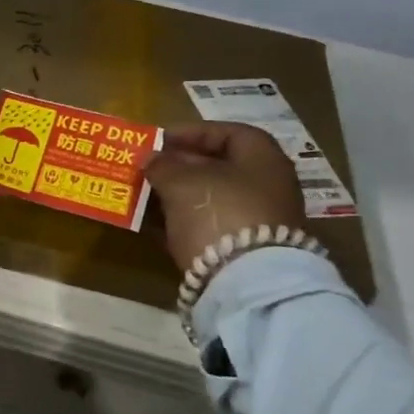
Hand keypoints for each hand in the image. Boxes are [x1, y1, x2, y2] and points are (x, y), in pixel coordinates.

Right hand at [142, 123, 305, 270]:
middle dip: (180, 166)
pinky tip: (157, 224)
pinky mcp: (245, 250)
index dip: (191, 133)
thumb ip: (163, 165)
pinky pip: (209, 226)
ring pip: (211, 198)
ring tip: (145, 195)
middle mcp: (267, 185)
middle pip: (219, 167)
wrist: (247, 280)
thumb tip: (151, 158)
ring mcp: (259, 220)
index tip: (159, 140)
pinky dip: (184, 222)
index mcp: (262, 157)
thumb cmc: (219, 212)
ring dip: (178, 195)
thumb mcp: (182, 181)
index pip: (227, 132)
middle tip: (148, 168)